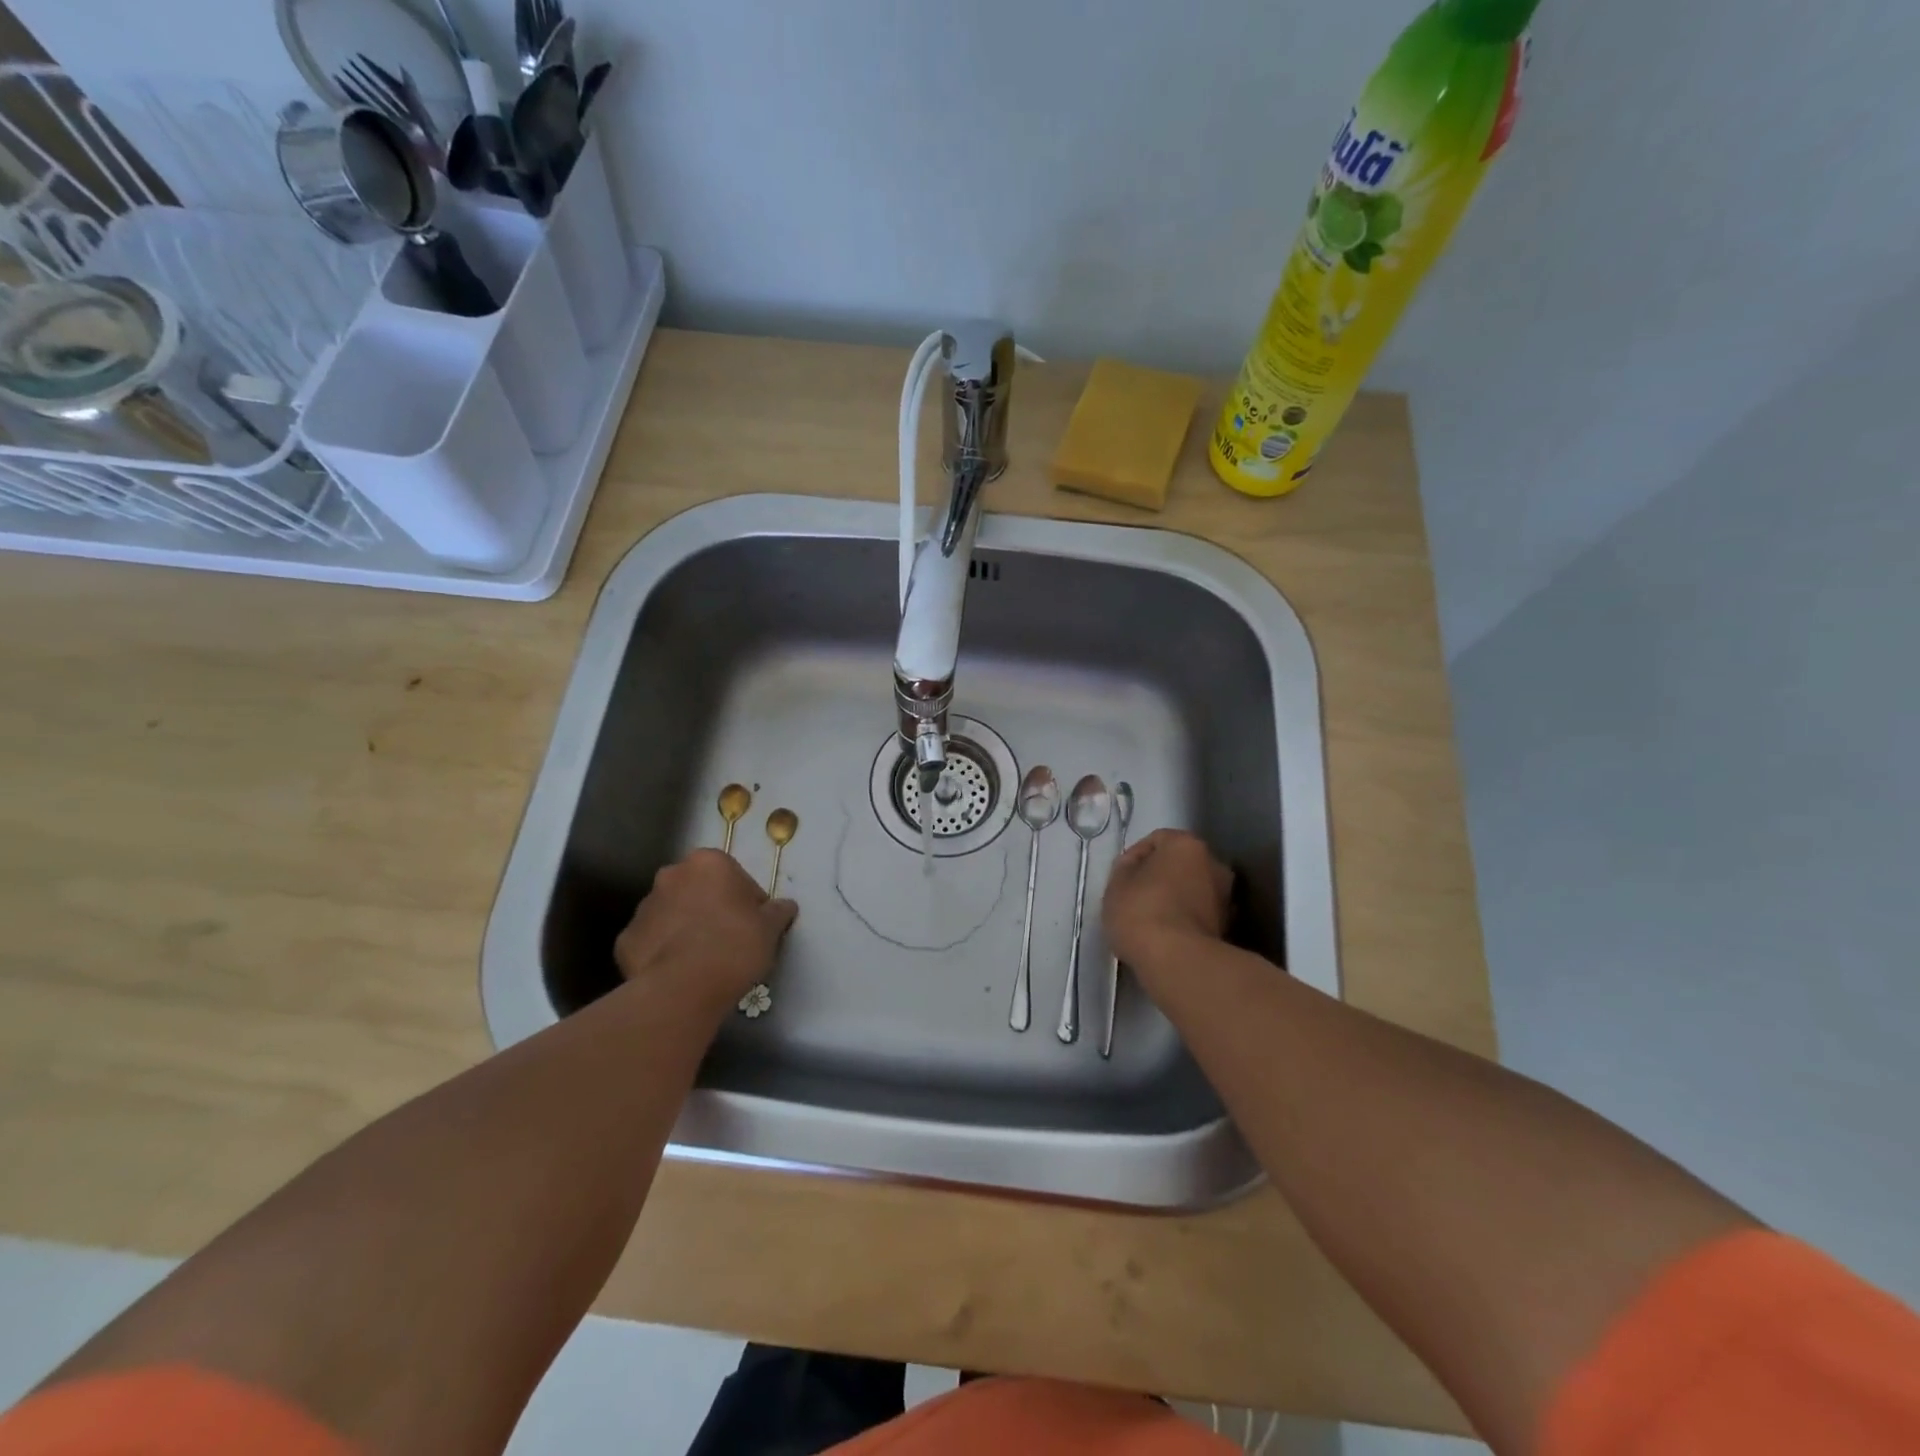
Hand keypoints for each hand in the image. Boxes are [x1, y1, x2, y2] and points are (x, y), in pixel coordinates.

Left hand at [616, 850, 797, 1016]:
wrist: (684, 988)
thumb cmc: (735, 946)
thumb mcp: (771, 927)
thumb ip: (778, 911)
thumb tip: (785, 906)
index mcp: (708, 863)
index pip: (734, 876)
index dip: (747, 901)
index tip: (753, 925)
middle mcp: (671, 875)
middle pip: (698, 890)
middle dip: (711, 908)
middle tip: (728, 940)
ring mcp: (644, 907)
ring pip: (672, 913)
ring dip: (685, 928)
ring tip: (702, 960)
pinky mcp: (625, 940)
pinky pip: (651, 941)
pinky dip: (662, 952)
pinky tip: (678, 972)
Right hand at [1102, 829, 1233, 973]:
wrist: (1178, 960)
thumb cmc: (1142, 911)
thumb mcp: (1116, 884)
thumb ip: (1126, 868)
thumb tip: (1136, 868)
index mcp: (1188, 844)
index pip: (1156, 839)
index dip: (1134, 856)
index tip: (1121, 878)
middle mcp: (1214, 863)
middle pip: (1180, 864)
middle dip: (1160, 876)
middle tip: (1135, 896)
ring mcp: (1226, 896)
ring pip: (1192, 889)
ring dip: (1174, 898)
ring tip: (1151, 920)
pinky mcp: (1228, 927)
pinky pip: (1198, 914)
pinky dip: (1185, 919)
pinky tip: (1166, 936)